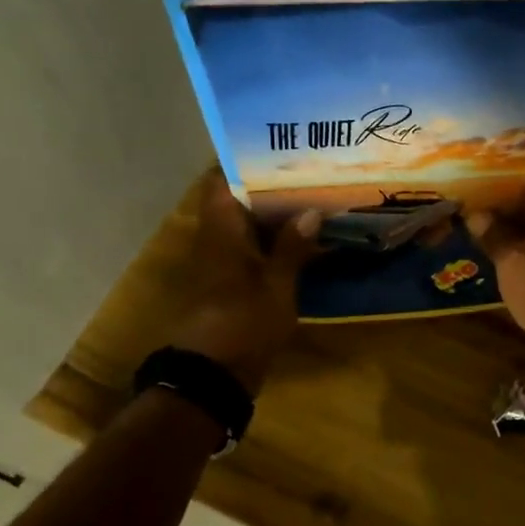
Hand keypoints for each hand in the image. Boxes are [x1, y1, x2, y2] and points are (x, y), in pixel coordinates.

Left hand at [167, 172, 320, 393]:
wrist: (213, 375)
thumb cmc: (243, 323)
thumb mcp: (277, 285)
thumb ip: (292, 247)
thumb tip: (310, 211)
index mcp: (221, 232)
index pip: (221, 183)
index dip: (244, 163)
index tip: (277, 150)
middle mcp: (215, 240)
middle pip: (236, 202)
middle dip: (269, 188)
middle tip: (307, 174)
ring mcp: (220, 263)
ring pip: (245, 226)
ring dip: (272, 216)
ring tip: (311, 200)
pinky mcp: (229, 283)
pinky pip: (250, 249)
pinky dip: (272, 241)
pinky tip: (302, 240)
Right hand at [469, 155, 524, 376]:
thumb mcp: (512, 263)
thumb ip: (494, 234)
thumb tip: (477, 214)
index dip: (509, 150)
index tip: (479, 145)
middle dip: (500, 181)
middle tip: (463, 176)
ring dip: (505, 210)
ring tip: (468, 203)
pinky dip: (514, 233)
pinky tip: (487, 238)